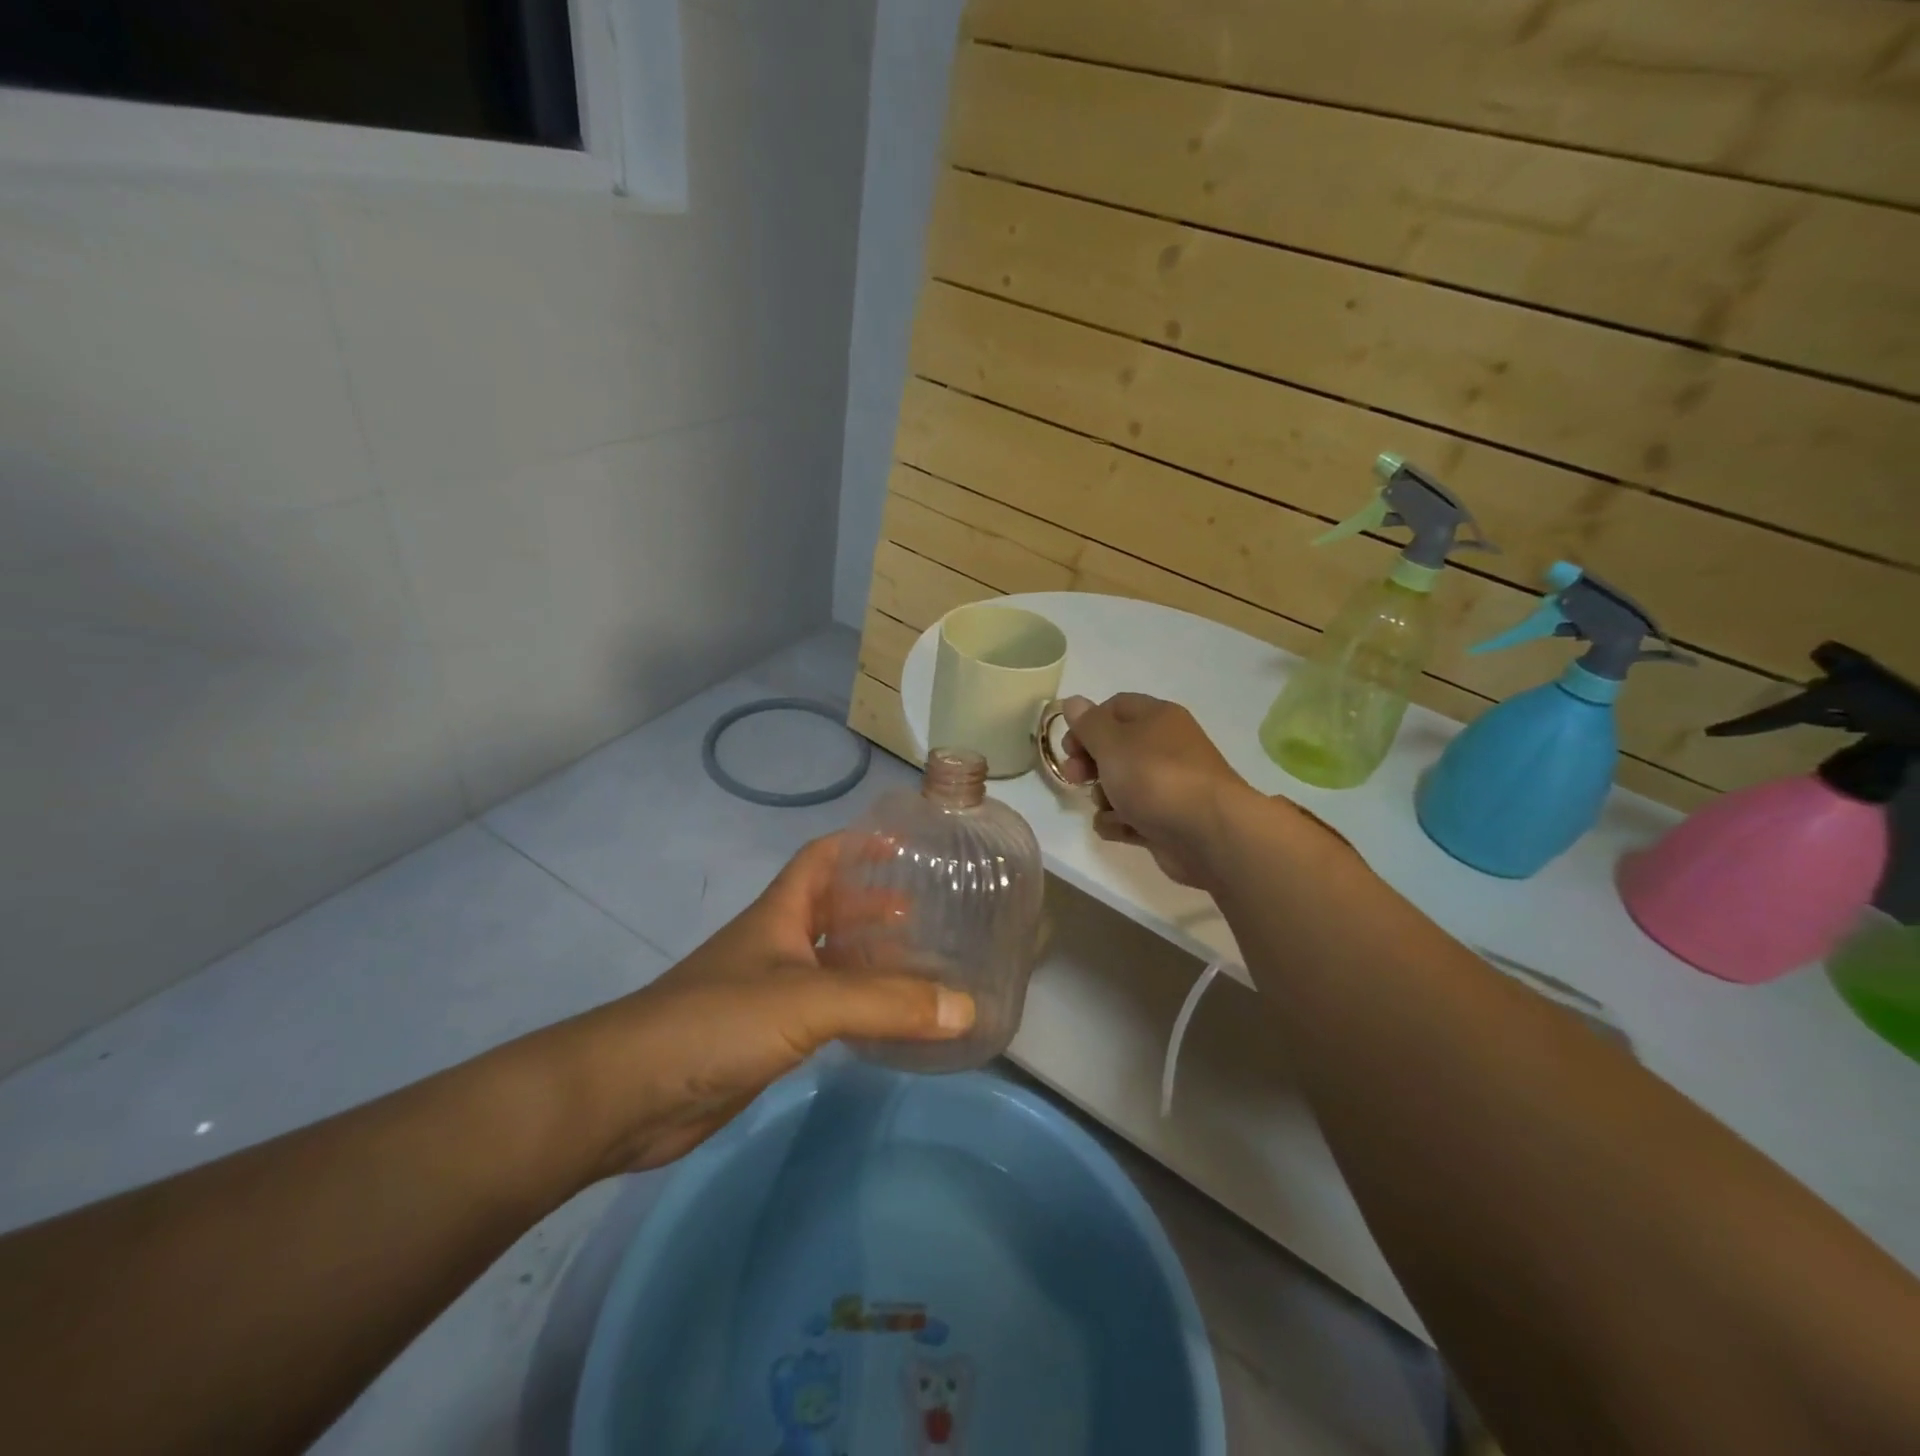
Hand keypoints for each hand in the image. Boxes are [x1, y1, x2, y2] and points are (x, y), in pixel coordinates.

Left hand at [555, 835, 974, 1177]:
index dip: (858, 845)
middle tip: (927, 911)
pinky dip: (856, 1009)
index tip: (903, 843)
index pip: (821, 859)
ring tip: (920, 964)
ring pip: (830, 963)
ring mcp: (767, 993)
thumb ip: (888, 1004)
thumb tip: (966, 1007)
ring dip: (870, 960)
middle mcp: (775, 945)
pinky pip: (824, 1011)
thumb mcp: (809, 1001)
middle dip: (875, 905)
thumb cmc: (719, 1021)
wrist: (631, 1095)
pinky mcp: (765, 1039)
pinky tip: (885, 1022)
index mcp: (780, 914)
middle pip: (832, 910)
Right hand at [1056, 693, 1252, 888]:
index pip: (1115, 708)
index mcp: (1157, 718)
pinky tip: (1120, 828)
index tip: (1069, 747)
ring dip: (1103, 797)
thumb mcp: (1112, 743)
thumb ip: (1088, 724)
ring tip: (1108, 807)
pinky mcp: (1165, 820)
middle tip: (1074, 778)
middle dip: (1089, 764)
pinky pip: (1131, 816)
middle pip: (1115, 748)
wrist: (1208, 834)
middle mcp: (1164, 747)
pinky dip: (1120, 823)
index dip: (1087, 724)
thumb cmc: (1155, 778)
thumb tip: (1073, 701)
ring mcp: (1167, 786)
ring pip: (1120, 785)